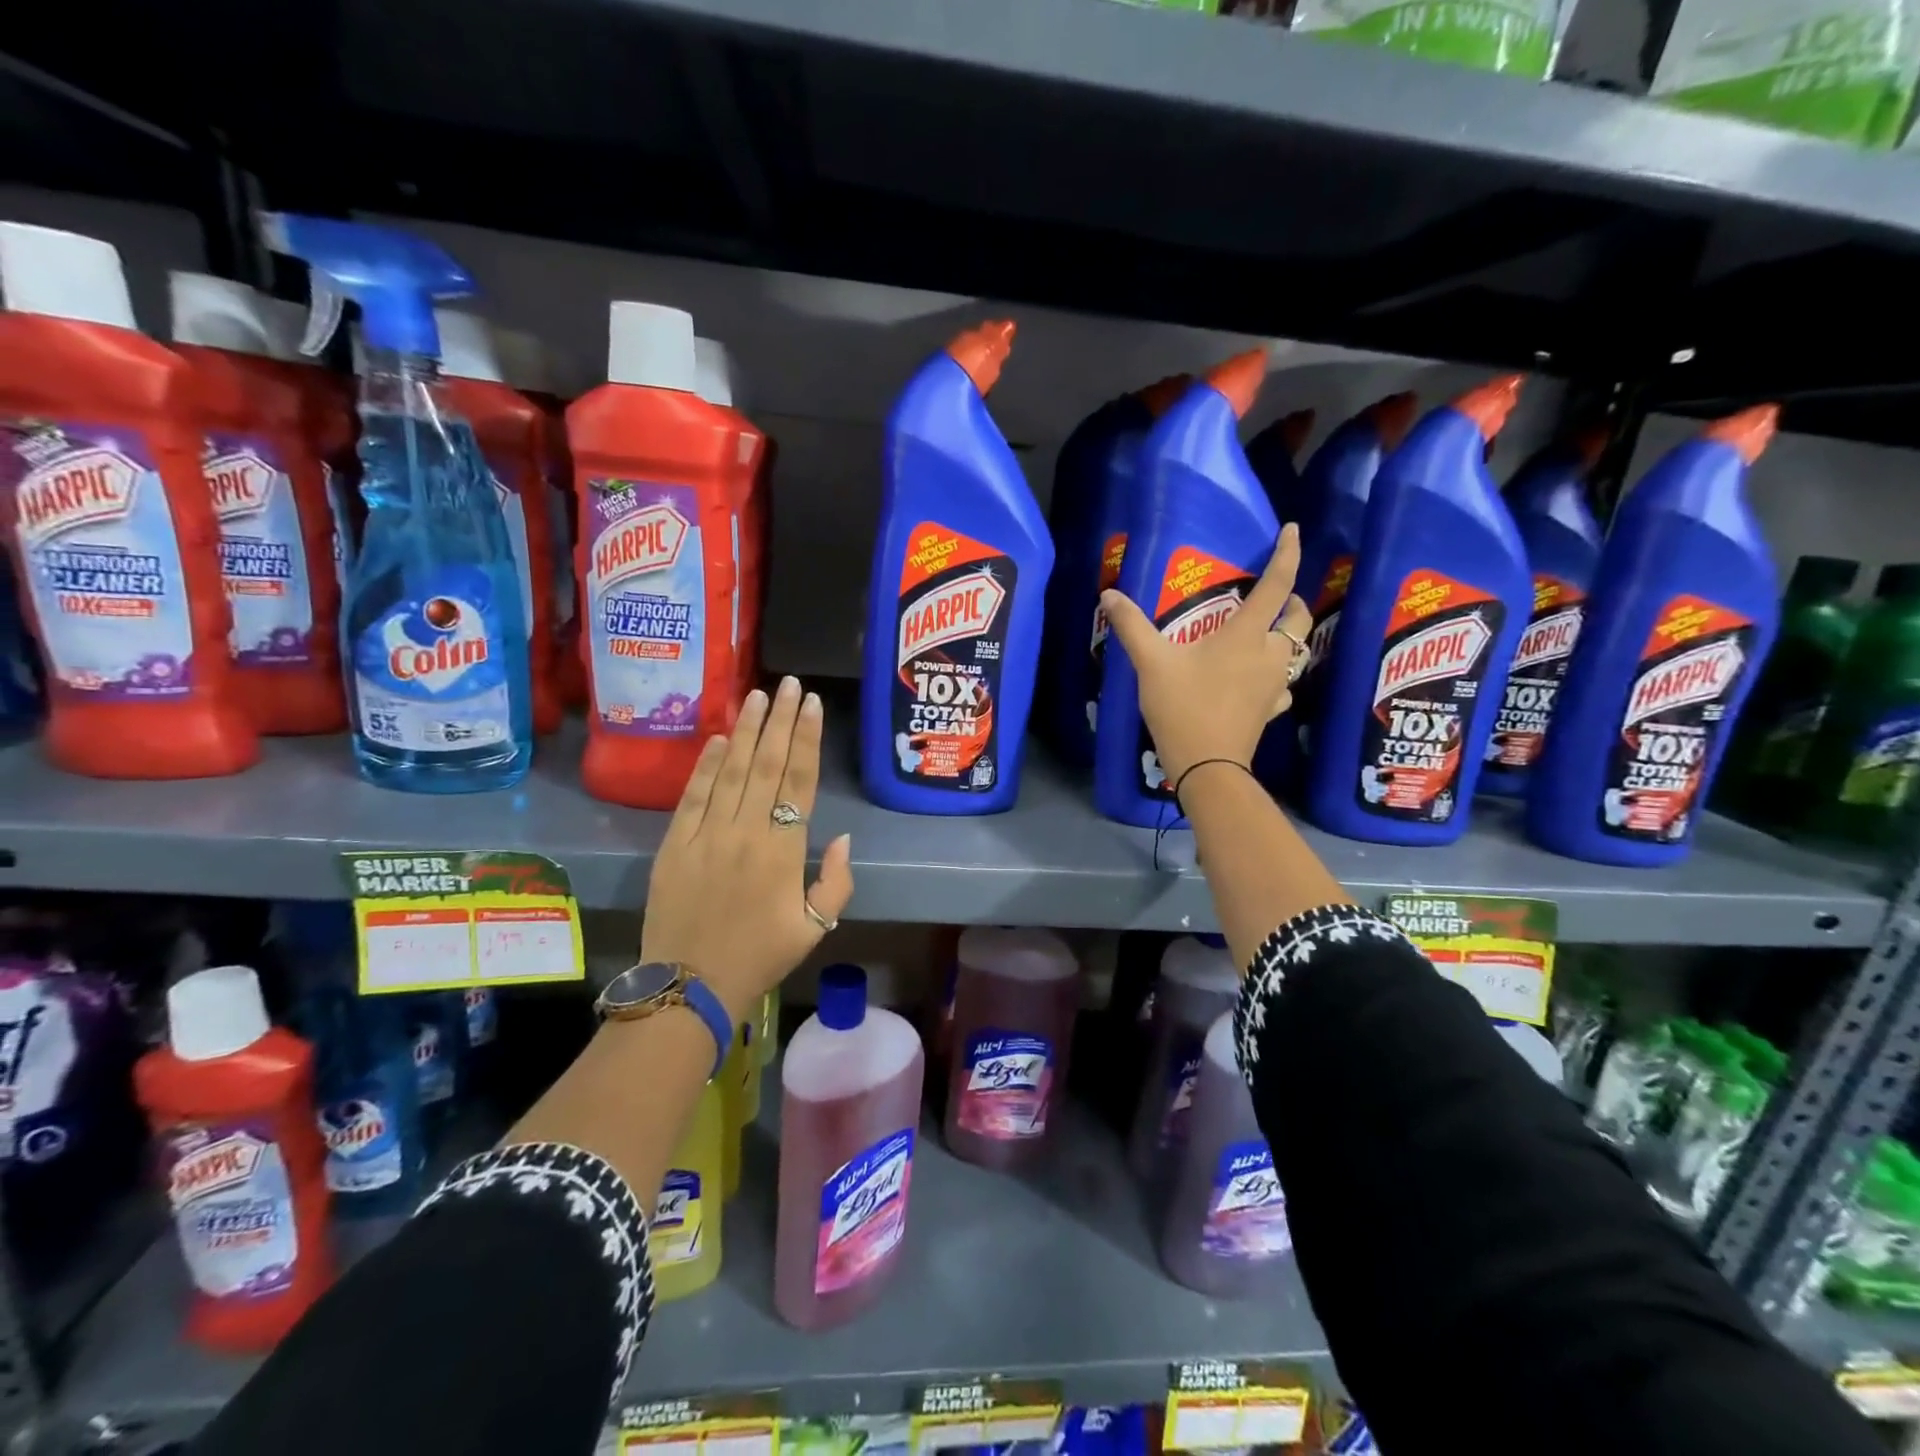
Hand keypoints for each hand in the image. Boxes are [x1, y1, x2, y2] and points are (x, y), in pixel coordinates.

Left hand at [640, 677, 854, 1023]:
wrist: (689, 986)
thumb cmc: (759, 956)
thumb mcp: (815, 928)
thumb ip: (836, 881)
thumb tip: (841, 837)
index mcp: (783, 851)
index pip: (799, 780)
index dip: (807, 739)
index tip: (812, 705)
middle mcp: (746, 831)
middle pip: (768, 764)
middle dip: (781, 720)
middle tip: (790, 684)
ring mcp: (706, 834)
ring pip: (732, 770)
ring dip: (747, 731)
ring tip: (758, 695)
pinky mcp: (674, 844)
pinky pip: (694, 795)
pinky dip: (707, 764)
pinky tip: (719, 738)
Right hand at [1099, 523, 1310, 787]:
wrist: (1207, 765)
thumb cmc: (1183, 707)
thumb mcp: (1152, 663)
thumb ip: (1132, 626)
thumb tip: (1109, 594)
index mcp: (1246, 634)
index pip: (1277, 584)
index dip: (1288, 554)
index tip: (1293, 530)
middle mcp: (1269, 654)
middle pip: (1298, 618)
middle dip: (1293, 600)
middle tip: (1275, 595)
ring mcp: (1275, 684)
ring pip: (1297, 651)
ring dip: (1288, 636)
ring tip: (1267, 633)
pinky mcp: (1271, 709)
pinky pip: (1283, 684)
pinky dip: (1277, 674)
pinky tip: (1260, 680)